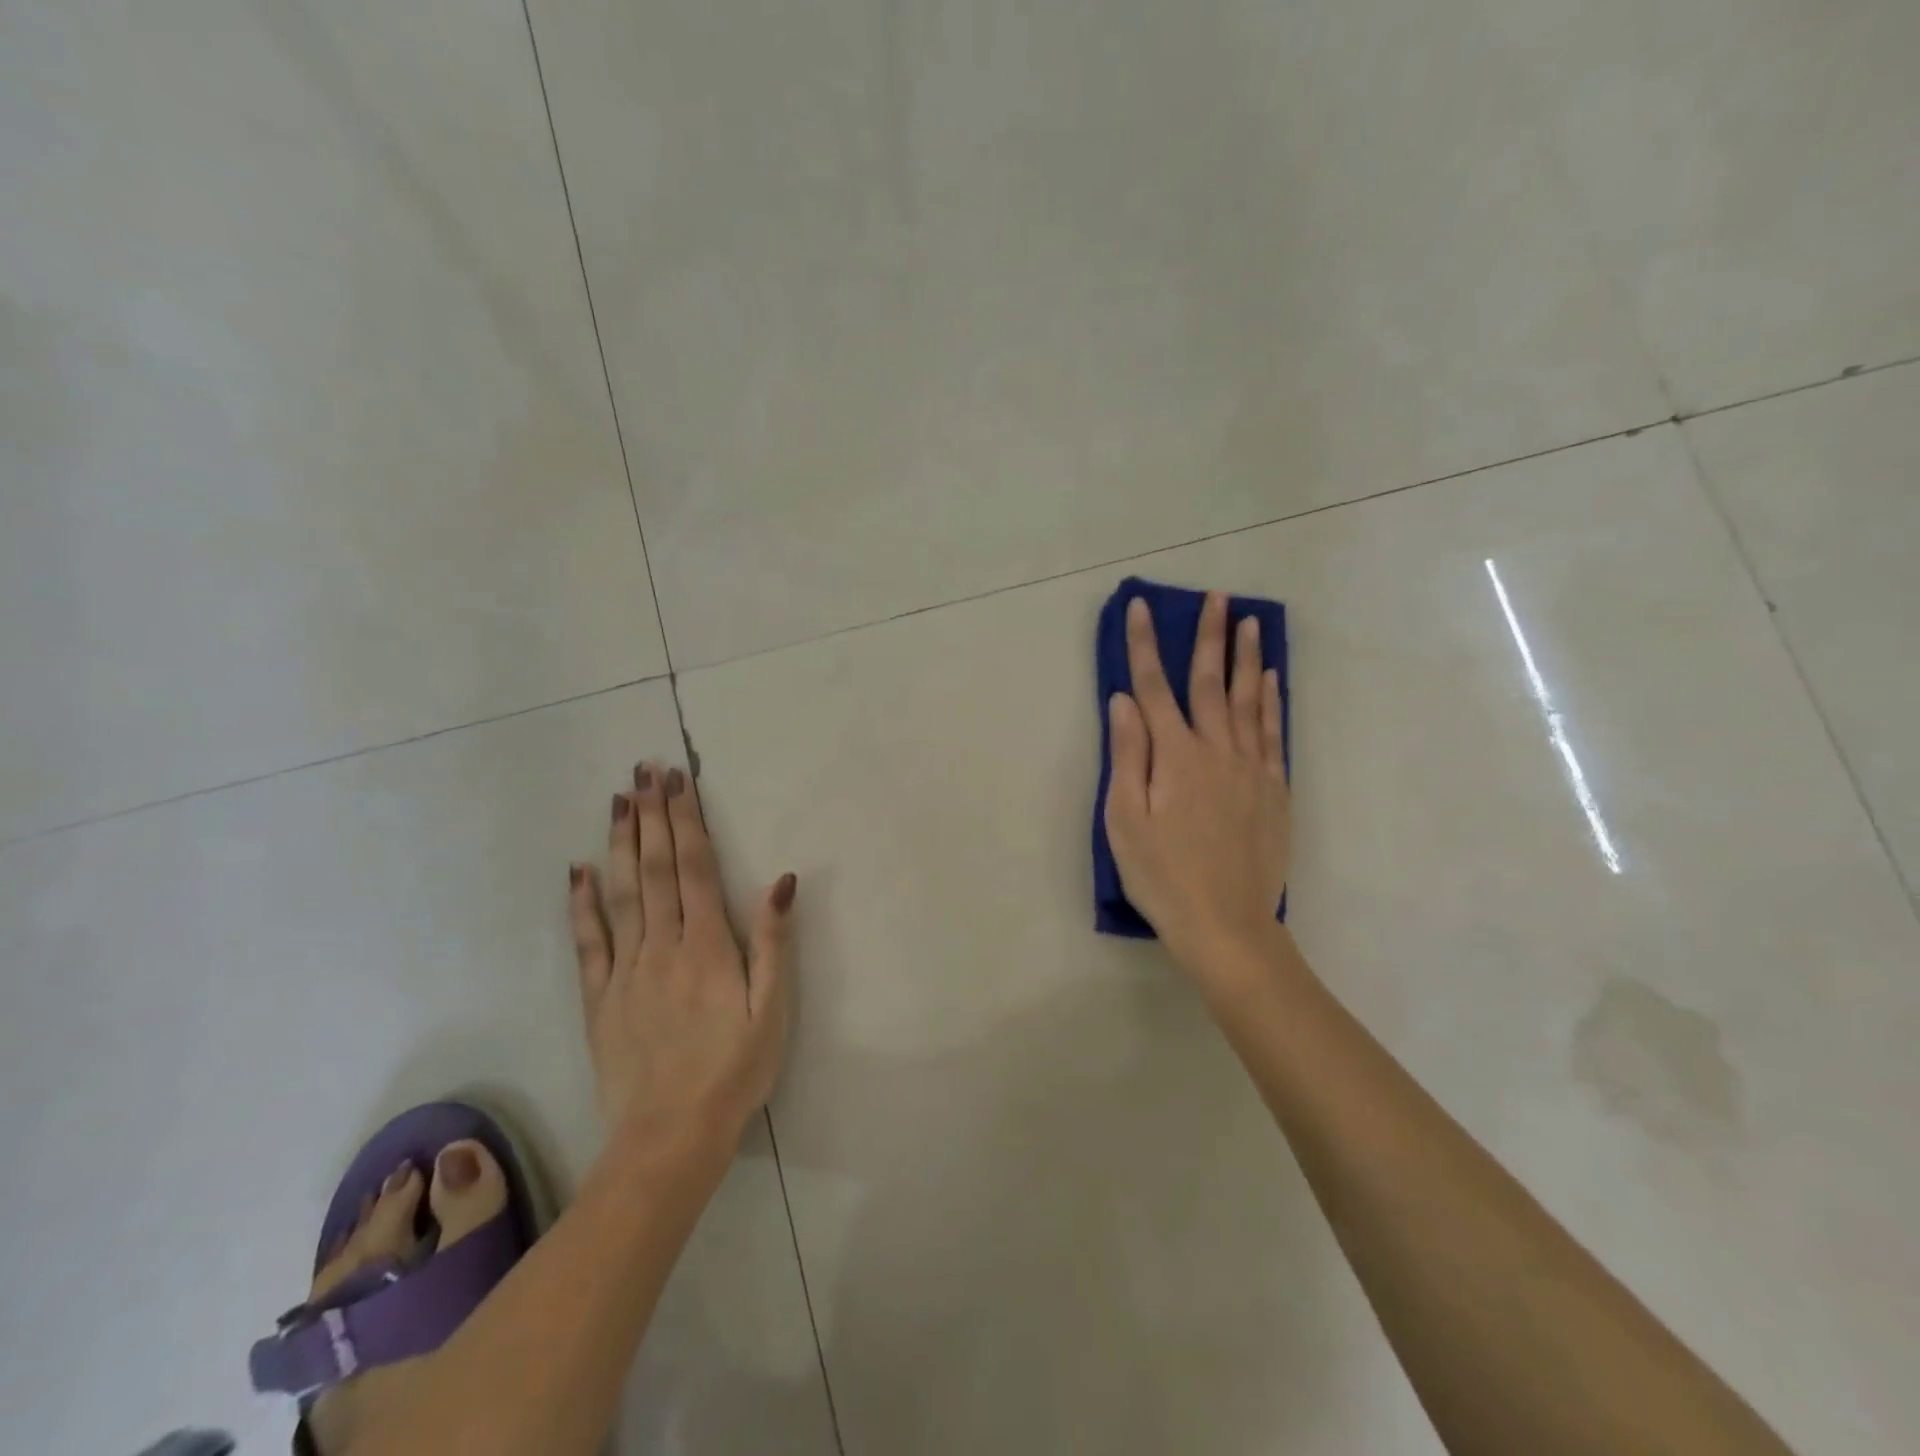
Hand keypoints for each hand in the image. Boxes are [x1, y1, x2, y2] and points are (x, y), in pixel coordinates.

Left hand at [568, 763, 795, 1144]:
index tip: (678, 781)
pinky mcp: (600, 998)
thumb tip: (780, 879)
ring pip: (621, 892)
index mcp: (708, 946)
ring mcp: (625, 970)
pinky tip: (579, 870)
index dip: (687, 820)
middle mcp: (662, 946)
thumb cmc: (734, 1071)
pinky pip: (588, 941)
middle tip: (645, 771)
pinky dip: (582, 902)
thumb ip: (774, 942)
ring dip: (621, 843)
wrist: (670, 1137)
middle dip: (652, 816)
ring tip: (619, 801)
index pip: (695, 867)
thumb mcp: (773, 1010)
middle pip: (656, 868)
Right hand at [1105, 592, 1289, 979]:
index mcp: (1175, 756)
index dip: (1144, 646)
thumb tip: (1123, 701)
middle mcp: (1216, 750)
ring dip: (1246, 657)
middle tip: (1216, 596)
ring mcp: (1251, 768)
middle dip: (1208, 636)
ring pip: (1249, 700)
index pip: (1154, 688)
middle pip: (1211, 682)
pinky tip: (1270, 679)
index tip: (1140, 607)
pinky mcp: (1274, 790)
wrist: (1226, 924)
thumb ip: (1127, 755)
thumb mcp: (1125, 820)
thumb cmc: (1162, 875)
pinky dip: (1272, 700)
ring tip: (1249, 621)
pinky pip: (1274, 732)